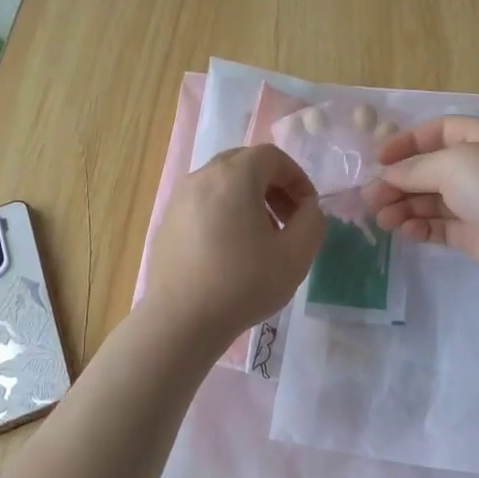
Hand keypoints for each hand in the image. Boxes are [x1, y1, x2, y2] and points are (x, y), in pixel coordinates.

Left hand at [141, 144, 322, 345]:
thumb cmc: (243, 285)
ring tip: (260, 238)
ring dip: (248, 199)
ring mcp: (179, 199)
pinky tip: (230, 251)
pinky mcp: (166, 222)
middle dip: (273, 185)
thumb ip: (312, 222)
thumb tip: (307, 209)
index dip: (297, 178)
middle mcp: (202, 177)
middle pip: (244, 163)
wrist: (181, 321)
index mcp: (234, 176)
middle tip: (287, 220)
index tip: (307, 209)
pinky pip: (202, 203)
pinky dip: (223, 212)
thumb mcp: (296, 255)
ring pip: (222, 183)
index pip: (272, 156)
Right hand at [366, 115, 478, 289]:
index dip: (408, 142)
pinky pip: (442, 226)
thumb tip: (385, 175)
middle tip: (370, 197)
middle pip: (432, 169)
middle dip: (400, 181)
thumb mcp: (453, 164)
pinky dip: (421, 226)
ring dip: (405, 206)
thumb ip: (414, 169)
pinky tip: (404, 231)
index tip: (379, 160)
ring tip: (381, 218)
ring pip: (434, 200)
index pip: (441, 131)